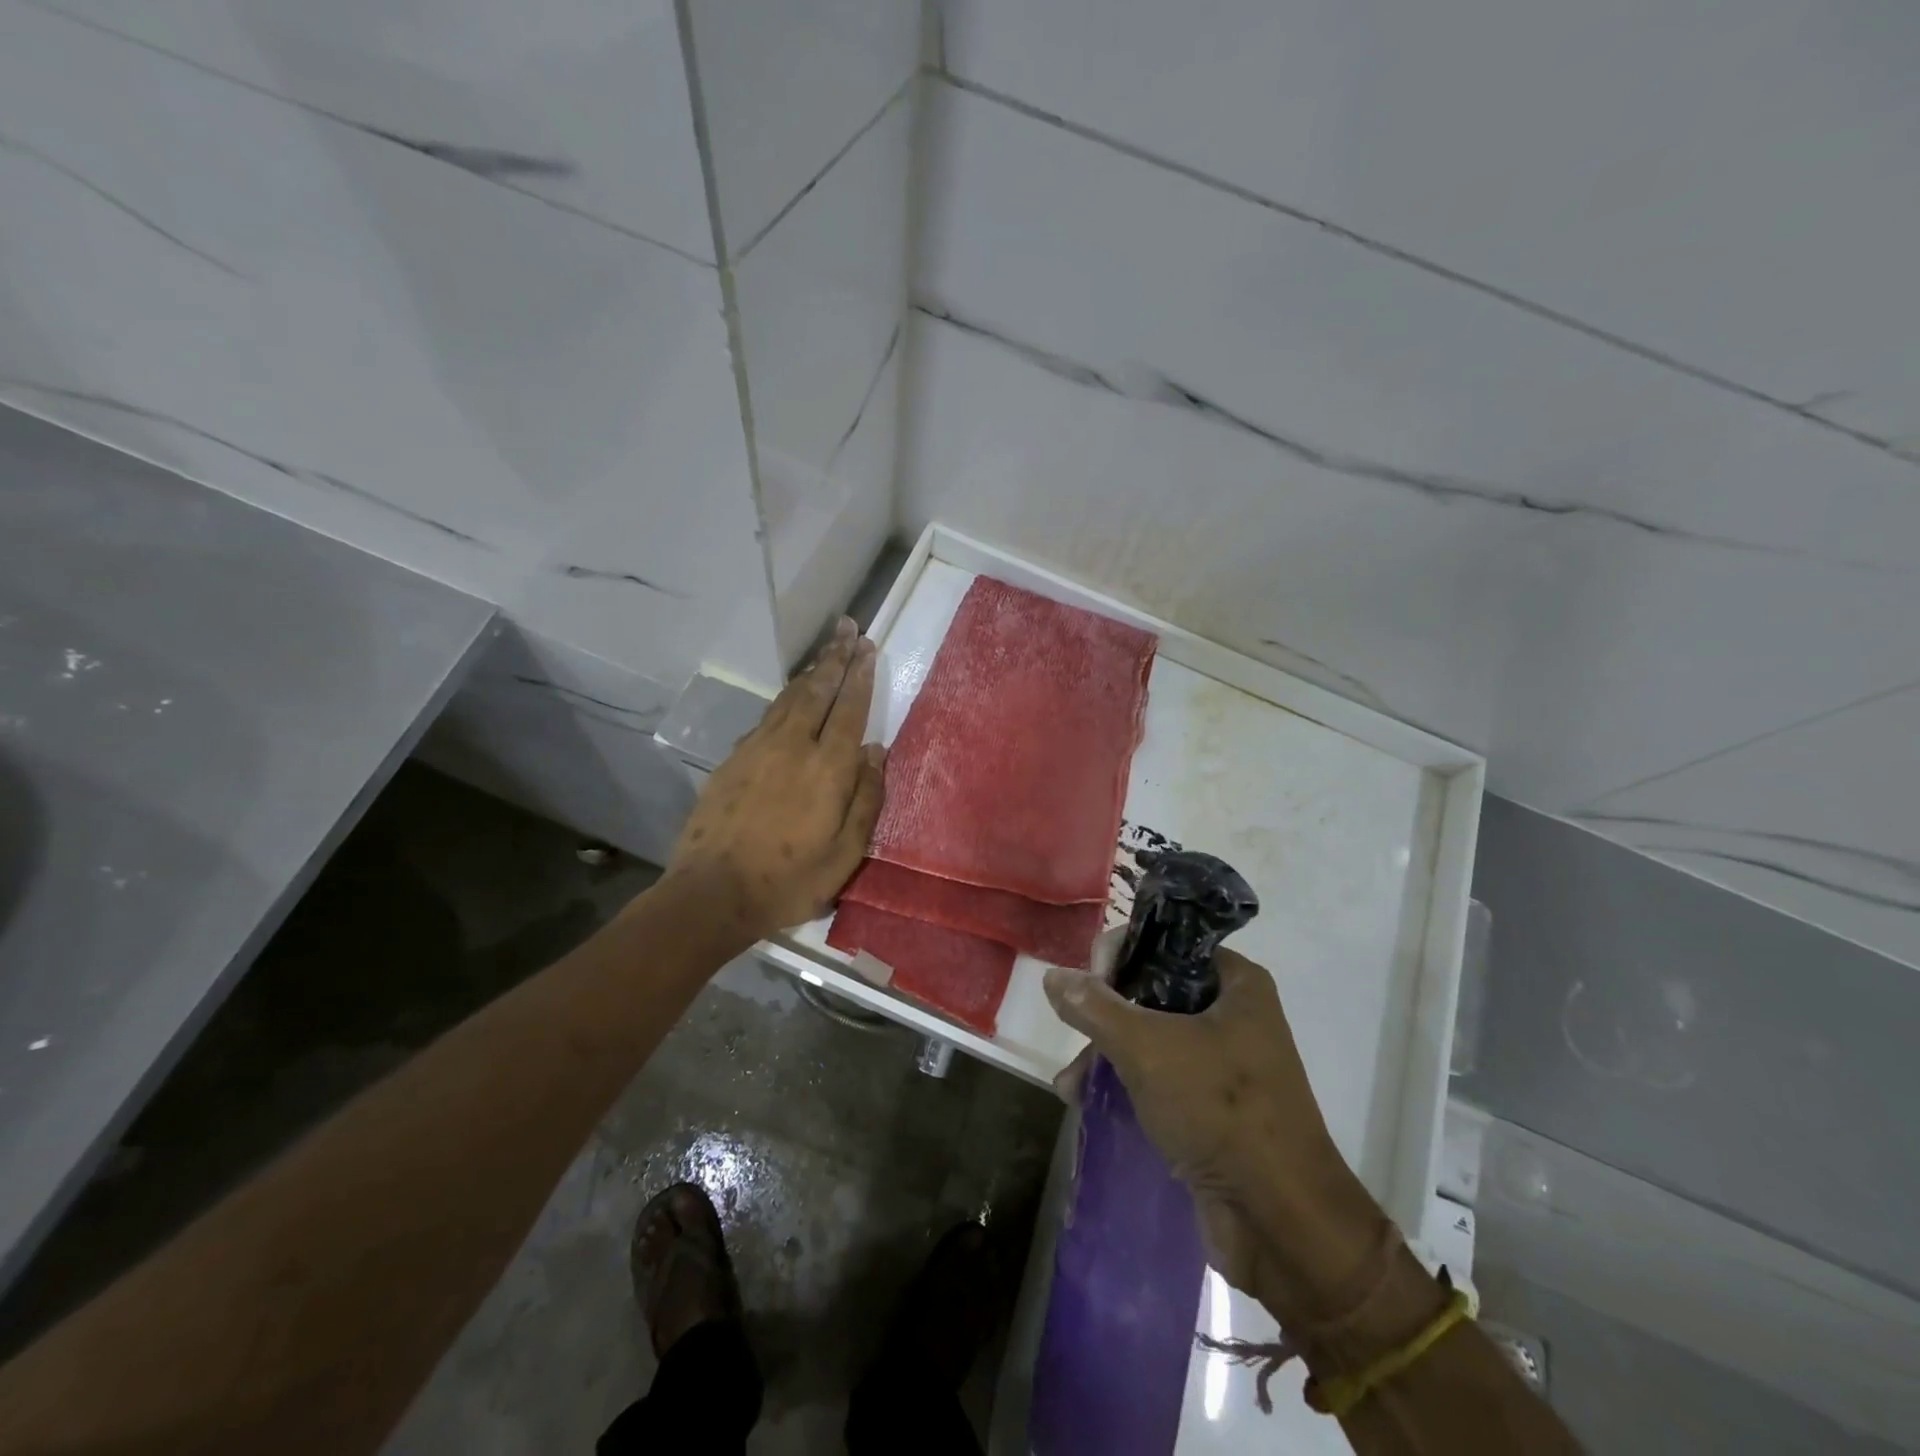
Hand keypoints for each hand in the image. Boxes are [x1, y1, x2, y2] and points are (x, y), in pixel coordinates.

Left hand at [665, 618, 885, 939]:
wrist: (712, 892)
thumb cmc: (789, 880)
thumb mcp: (845, 853)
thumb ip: (865, 798)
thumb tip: (875, 751)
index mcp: (827, 767)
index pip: (849, 709)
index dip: (860, 676)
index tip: (866, 647)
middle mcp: (793, 746)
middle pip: (817, 691)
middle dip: (835, 658)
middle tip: (847, 628)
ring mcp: (757, 749)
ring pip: (789, 699)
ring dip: (810, 673)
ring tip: (825, 654)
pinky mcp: (733, 760)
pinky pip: (766, 718)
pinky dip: (784, 700)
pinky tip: (790, 699)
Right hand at [1044, 941, 1384, 1321]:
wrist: (1281, 1222)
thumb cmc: (1220, 1110)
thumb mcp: (1148, 1048)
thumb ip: (1096, 1007)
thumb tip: (1054, 975)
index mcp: (1236, 983)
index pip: (1167, 943)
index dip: (1122, 953)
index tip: (1089, 981)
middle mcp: (1234, 1015)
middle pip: (1153, 990)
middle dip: (1106, 1013)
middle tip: (1074, 1030)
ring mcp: (1225, 1064)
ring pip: (1151, 1037)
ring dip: (1107, 1053)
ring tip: (1070, 1082)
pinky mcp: (1213, 1108)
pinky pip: (1160, 1078)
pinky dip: (1125, 1083)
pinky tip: (1086, 1100)